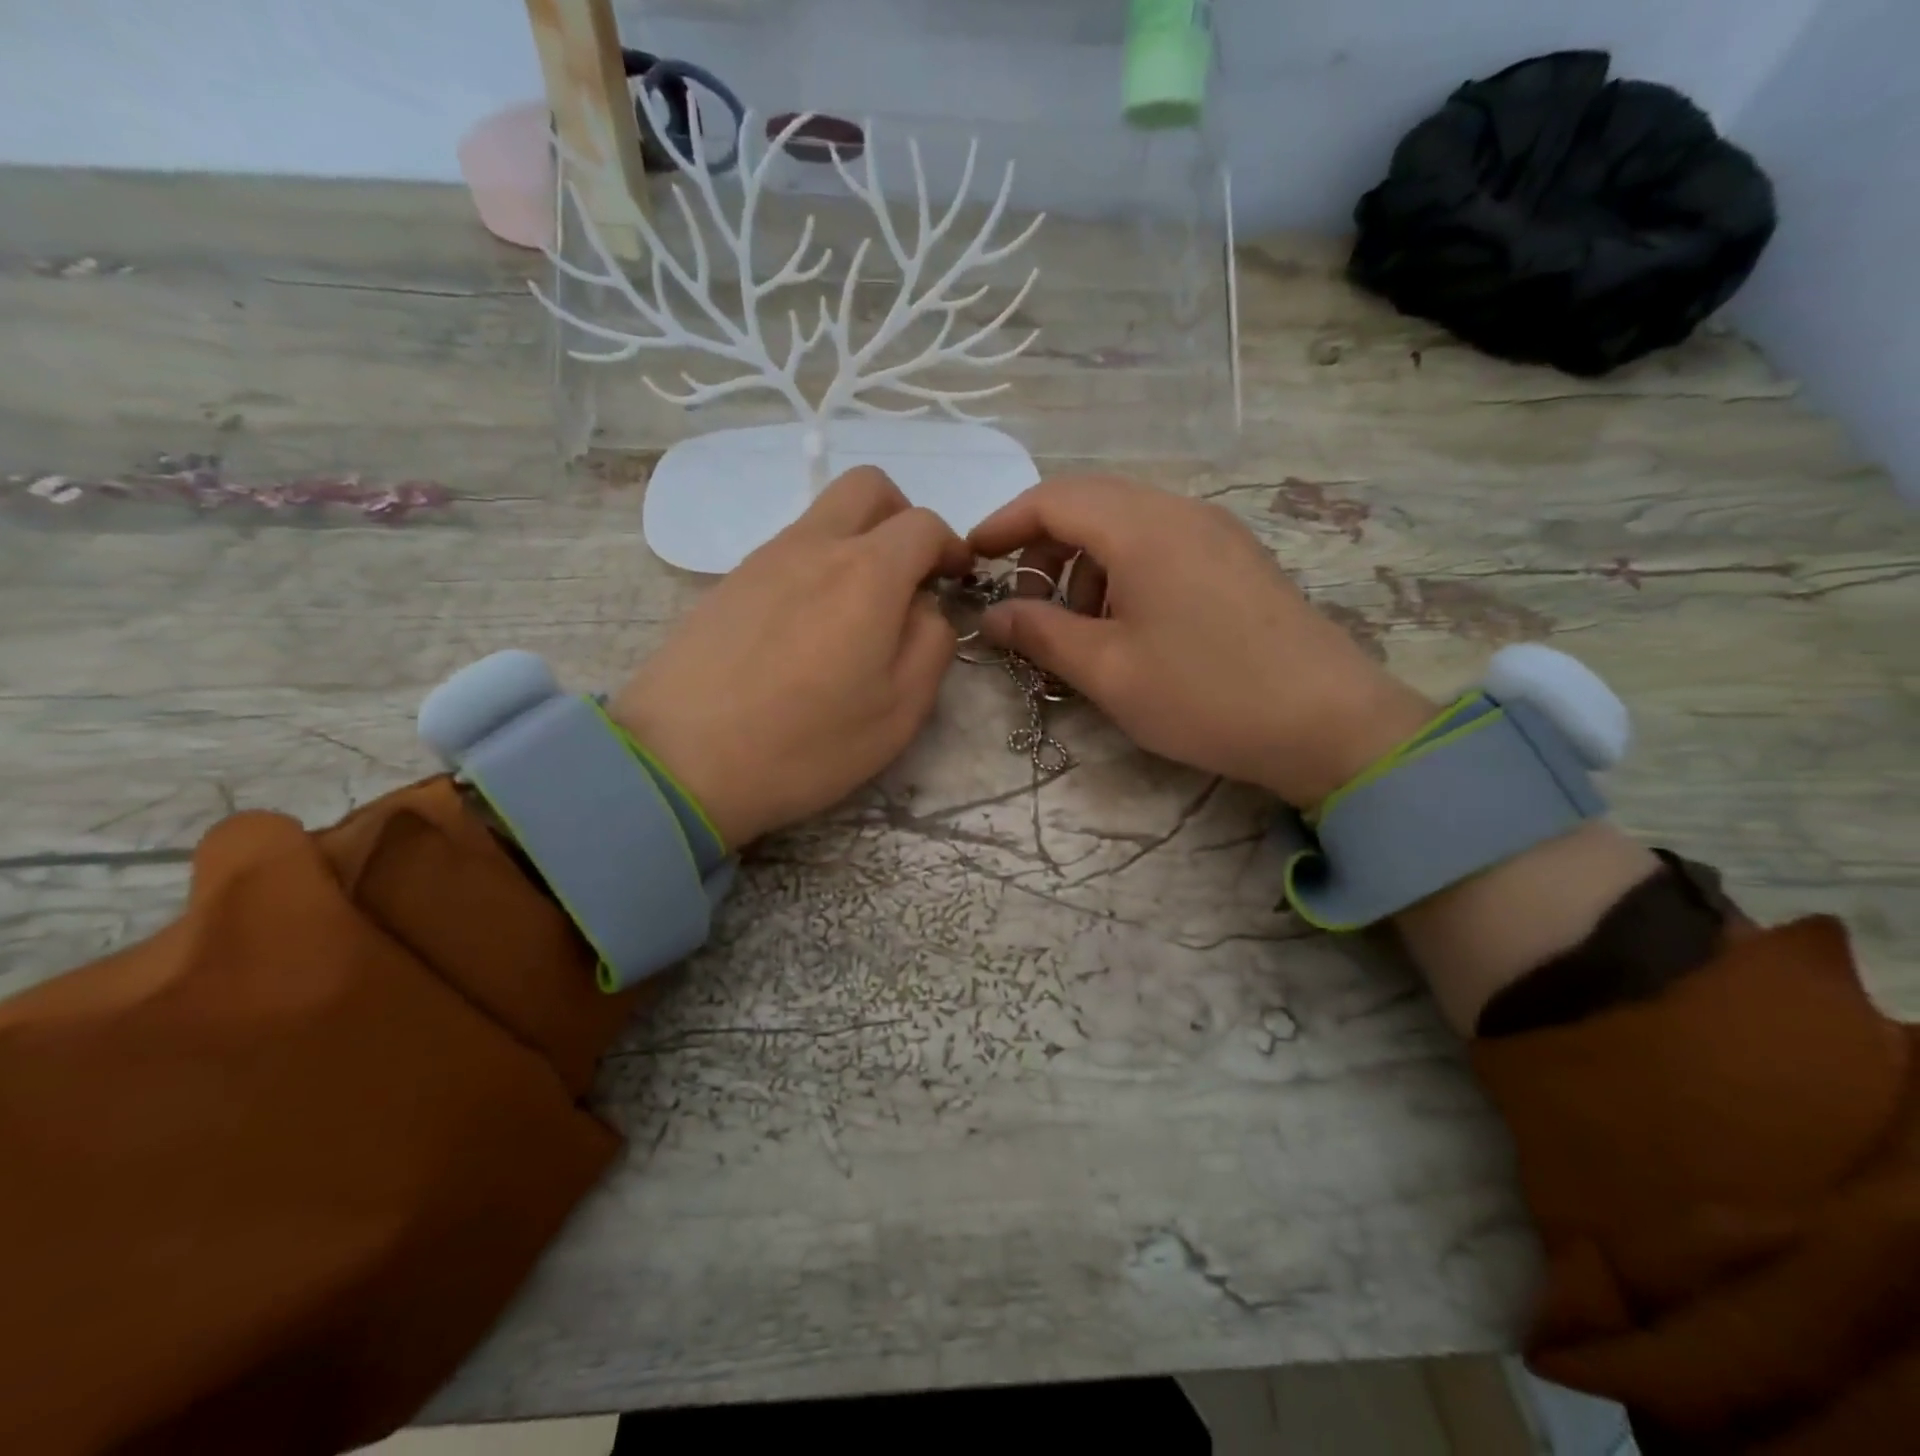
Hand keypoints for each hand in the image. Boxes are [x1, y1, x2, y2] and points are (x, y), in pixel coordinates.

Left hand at [613, 467, 969, 845]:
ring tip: (857, 614)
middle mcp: (814, 546)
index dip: (950, 547)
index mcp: (867, 572)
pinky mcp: (728, 583)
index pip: (924, 524)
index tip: (954, 581)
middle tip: (908, 575)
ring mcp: (763, 559)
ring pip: (824, 517)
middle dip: (902, 517)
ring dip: (856, 543)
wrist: (681, 762)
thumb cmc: (807, 743)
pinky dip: (816, 567)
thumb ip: (931, 643)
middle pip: (867, 488)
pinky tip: (808, 630)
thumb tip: (925, 607)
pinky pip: (788, 550)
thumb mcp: (900, 709)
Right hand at [969, 476, 1435, 808]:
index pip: (1053, 500)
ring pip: (1126, 525)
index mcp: (1142, 528)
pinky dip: (1123, 573)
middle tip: (1024, 604)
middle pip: (1090, 504)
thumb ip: (1040, 634)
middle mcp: (1179, 512)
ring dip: (1084, 565)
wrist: (1327, 722)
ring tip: (1077, 628)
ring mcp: (1214, 532)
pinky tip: (1127, 626)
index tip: (971, 558)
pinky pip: (1160, 545)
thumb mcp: (1107, 670)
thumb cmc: (1204, 694)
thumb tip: (993, 615)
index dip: (1004, 524)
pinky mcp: (1235, 559)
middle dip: (1043, 548)